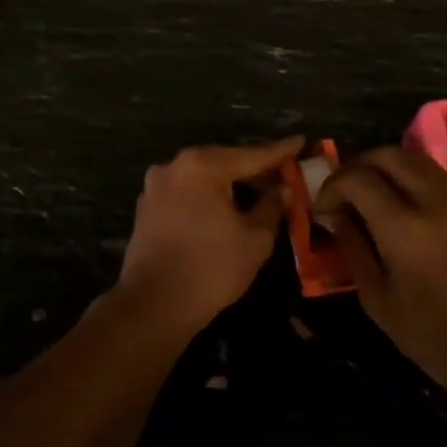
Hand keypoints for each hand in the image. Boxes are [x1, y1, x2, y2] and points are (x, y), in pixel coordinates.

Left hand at [117, 138, 302, 334]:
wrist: (154, 304)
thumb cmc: (212, 269)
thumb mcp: (255, 238)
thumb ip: (272, 206)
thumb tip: (281, 188)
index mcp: (202, 166)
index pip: (251, 155)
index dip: (280, 152)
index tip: (300, 142)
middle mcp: (174, 166)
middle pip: (224, 162)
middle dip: (253, 170)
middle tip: (282, 176)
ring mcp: (155, 186)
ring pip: (202, 177)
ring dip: (229, 184)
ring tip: (257, 195)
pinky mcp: (146, 207)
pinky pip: (185, 192)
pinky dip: (207, 196)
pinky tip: (224, 210)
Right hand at [316, 146, 446, 379]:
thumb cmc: (429, 334)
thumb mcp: (376, 297)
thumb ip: (352, 247)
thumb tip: (335, 215)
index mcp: (403, 229)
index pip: (357, 179)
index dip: (332, 187)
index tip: (324, 208)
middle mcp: (435, 204)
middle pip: (389, 155)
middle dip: (359, 166)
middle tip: (345, 189)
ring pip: (419, 161)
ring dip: (389, 168)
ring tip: (375, 193)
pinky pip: (442, 182)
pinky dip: (417, 184)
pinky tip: (411, 212)